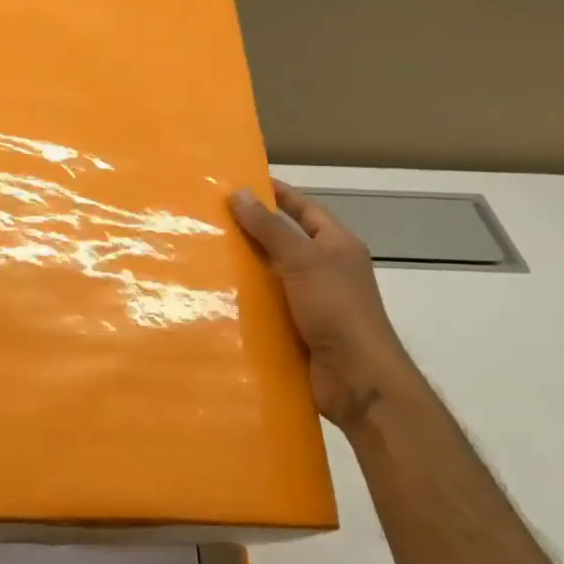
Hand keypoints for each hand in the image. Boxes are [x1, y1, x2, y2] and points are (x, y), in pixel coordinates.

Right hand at [230, 180, 418, 429]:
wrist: (357, 378)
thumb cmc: (336, 308)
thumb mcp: (303, 260)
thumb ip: (271, 228)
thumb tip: (239, 193)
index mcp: (337, 246)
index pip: (305, 209)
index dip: (278, 194)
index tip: (243, 184)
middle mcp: (327, 270)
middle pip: (287, 242)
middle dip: (253, 232)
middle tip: (212, 220)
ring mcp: (314, 302)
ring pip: (274, 276)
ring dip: (247, 270)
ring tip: (205, 257)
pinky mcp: (300, 330)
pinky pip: (270, 308)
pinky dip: (248, 303)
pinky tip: (218, 299)